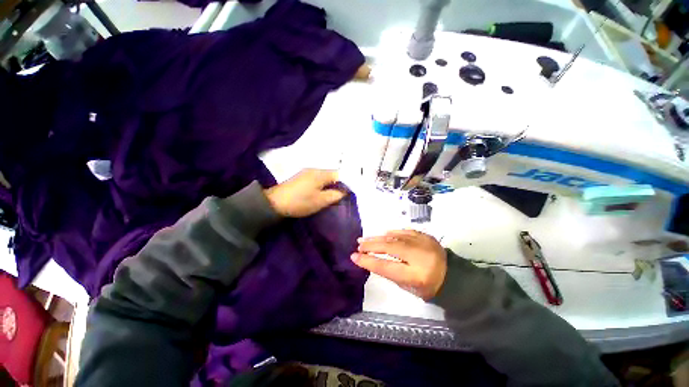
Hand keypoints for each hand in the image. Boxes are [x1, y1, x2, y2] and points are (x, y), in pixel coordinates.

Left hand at [264, 169, 346, 217]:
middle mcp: (315, 169)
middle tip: (342, 196)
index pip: (340, 174)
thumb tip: (345, 191)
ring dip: (330, 185)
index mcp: (321, 173)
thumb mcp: (320, 201)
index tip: (349, 193)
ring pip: (325, 177)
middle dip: (338, 184)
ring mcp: (307, 172)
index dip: (346, 183)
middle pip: (332, 174)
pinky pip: (317, 179)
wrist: (274, 203)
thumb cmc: (300, 202)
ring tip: (333, 196)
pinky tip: (321, 193)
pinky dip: (322, 185)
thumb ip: (335, 195)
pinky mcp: (301, 177)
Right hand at [351, 230, 446, 299]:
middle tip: (359, 244)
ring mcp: (424, 243)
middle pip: (389, 247)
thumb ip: (389, 271)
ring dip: (378, 237)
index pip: (386, 266)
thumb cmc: (427, 287)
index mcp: (416, 276)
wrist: (453, 276)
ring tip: (366, 239)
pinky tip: (383, 234)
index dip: (368, 261)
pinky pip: (404, 232)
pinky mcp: (426, 236)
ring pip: (395, 237)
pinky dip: (392, 233)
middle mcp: (420, 256)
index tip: (354, 256)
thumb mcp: (407, 286)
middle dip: (371, 245)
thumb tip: (372, 257)